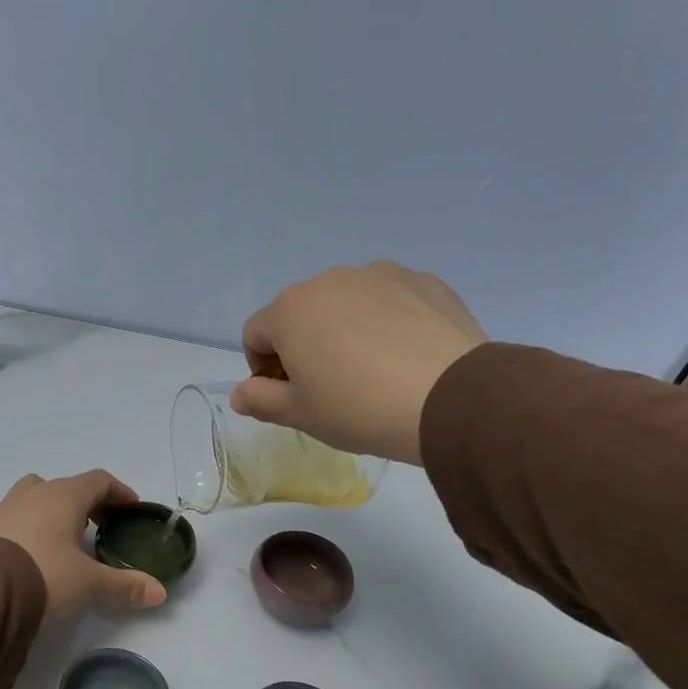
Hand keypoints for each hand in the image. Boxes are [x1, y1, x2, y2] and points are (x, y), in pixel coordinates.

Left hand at [0, 471, 167, 616]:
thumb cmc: (45, 575)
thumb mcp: (89, 583)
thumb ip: (124, 585)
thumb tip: (159, 592)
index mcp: (64, 496)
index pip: (99, 480)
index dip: (119, 492)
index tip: (131, 509)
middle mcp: (35, 493)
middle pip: (67, 486)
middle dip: (88, 503)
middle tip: (101, 526)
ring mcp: (7, 508)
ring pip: (38, 497)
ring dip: (56, 511)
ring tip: (67, 539)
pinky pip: (18, 517)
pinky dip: (34, 526)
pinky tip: (38, 553)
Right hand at [231, 260, 488, 465]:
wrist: (448, 398)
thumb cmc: (357, 408)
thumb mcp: (300, 414)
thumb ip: (260, 400)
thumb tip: (239, 394)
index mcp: (290, 309)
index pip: (255, 334)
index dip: (261, 367)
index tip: (284, 395)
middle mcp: (330, 280)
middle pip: (300, 313)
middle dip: (302, 345)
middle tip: (326, 387)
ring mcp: (380, 274)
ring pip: (346, 303)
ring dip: (343, 330)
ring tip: (370, 370)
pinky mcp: (423, 280)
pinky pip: (390, 300)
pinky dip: (386, 322)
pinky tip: (404, 356)